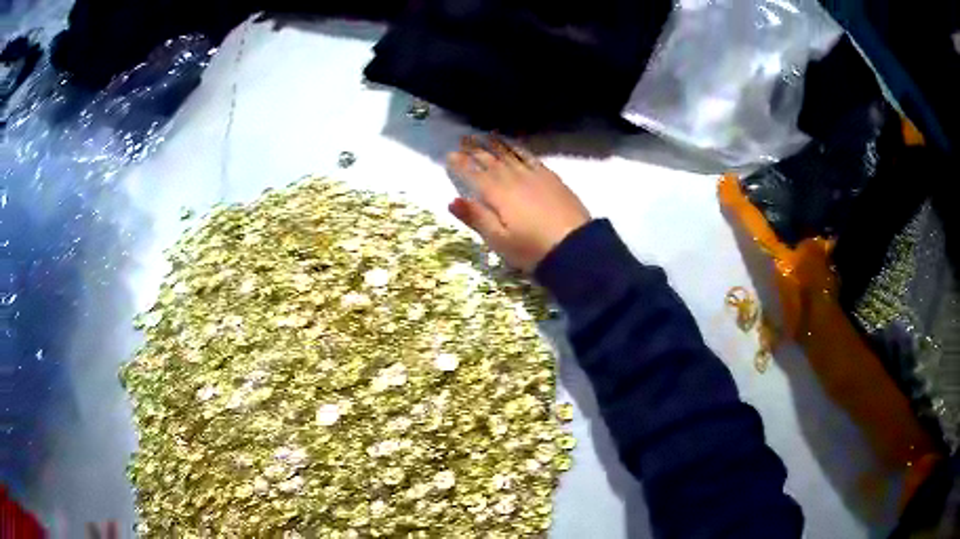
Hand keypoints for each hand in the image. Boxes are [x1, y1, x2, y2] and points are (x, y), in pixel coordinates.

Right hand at [446, 136, 590, 272]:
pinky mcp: (551, 178)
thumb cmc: (532, 250)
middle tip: (463, 139)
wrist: (576, 248)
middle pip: (491, 160)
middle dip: (475, 149)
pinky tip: (515, 145)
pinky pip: (530, 157)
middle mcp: (514, 179)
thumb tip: (452, 200)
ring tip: (484, 135)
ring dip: (495, 144)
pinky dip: (519, 149)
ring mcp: (535, 176)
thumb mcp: (499, 241)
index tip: (449, 155)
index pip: (474, 175)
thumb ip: (476, 218)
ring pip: (510, 155)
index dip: (461, 164)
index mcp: (498, 194)